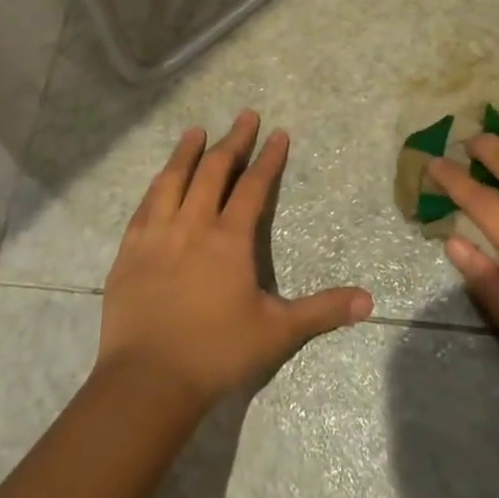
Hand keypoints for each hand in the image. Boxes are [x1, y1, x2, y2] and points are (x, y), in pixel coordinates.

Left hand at [97, 111, 373, 407]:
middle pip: (214, 170)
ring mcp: (157, 234)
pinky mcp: (129, 249)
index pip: (253, 186)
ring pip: (174, 178)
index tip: (278, 133)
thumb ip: (321, 311)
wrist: (147, 381)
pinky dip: (157, 184)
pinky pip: (145, 204)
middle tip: (245, 116)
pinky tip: (160, 178)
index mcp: (229, 239)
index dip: (268, 158)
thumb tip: (369, 300)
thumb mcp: (277, 332)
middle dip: (233, 140)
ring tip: (197, 131)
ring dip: (188, 151)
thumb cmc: (216, 354)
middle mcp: (193, 224)